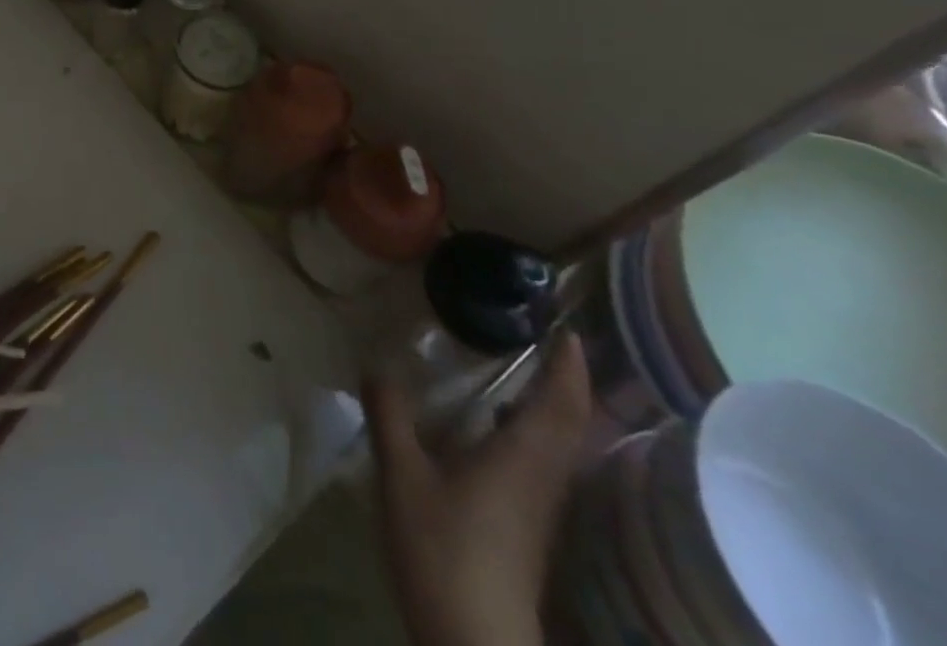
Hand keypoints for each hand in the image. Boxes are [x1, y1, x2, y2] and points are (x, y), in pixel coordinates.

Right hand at [367, 332, 592, 645]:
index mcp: (520, 460)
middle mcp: (541, 480)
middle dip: (566, 383)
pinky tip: (493, 428)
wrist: (475, 645)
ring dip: (552, 408)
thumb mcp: (401, 474)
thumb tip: (377, 364)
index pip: (560, 405)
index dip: (569, 367)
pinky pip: (542, 465)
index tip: (568, 331)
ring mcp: (537, 509)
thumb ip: (390, 414)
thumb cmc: (443, 551)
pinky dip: (532, 433)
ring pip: (559, 448)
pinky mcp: (526, 529)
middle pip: (569, 426)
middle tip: (546, 343)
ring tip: (521, 375)